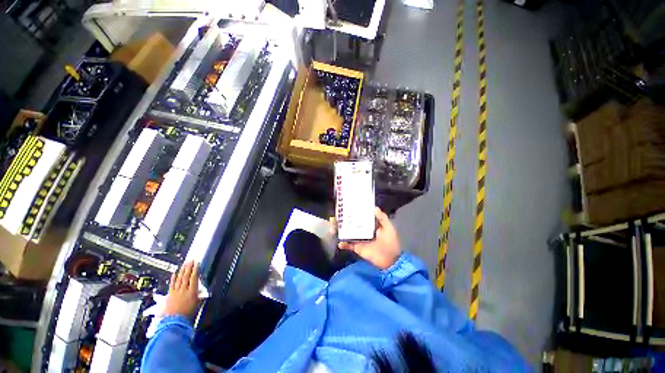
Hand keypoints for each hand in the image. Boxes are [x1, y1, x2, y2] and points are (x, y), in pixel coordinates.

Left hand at [164, 261, 199, 317]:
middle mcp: (184, 290)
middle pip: (186, 276)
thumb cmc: (188, 314)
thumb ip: (198, 296)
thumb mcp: (196, 304)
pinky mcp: (170, 295)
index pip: (194, 278)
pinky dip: (173, 278)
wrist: (174, 322)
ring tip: (184, 264)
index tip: (197, 263)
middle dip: (189, 267)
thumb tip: (200, 292)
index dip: (195, 270)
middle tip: (190, 260)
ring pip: (179, 279)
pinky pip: (172, 284)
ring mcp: (176, 292)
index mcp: (192, 292)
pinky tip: (174, 273)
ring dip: (182, 270)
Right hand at [336, 208, 400, 268]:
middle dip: (346, 220)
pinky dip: (344, 244)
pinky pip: (349, 245)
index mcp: (371, 225)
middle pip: (353, 224)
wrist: (390, 260)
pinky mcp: (357, 247)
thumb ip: (382, 218)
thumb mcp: (388, 228)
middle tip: (338, 214)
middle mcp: (364, 230)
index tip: (349, 205)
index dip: (357, 211)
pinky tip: (339, 242)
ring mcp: (360, 239)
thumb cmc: (390, 242)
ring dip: (342, 230)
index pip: (362, 216)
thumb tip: (374, 207)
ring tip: (334, 226)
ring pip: (349, 233)